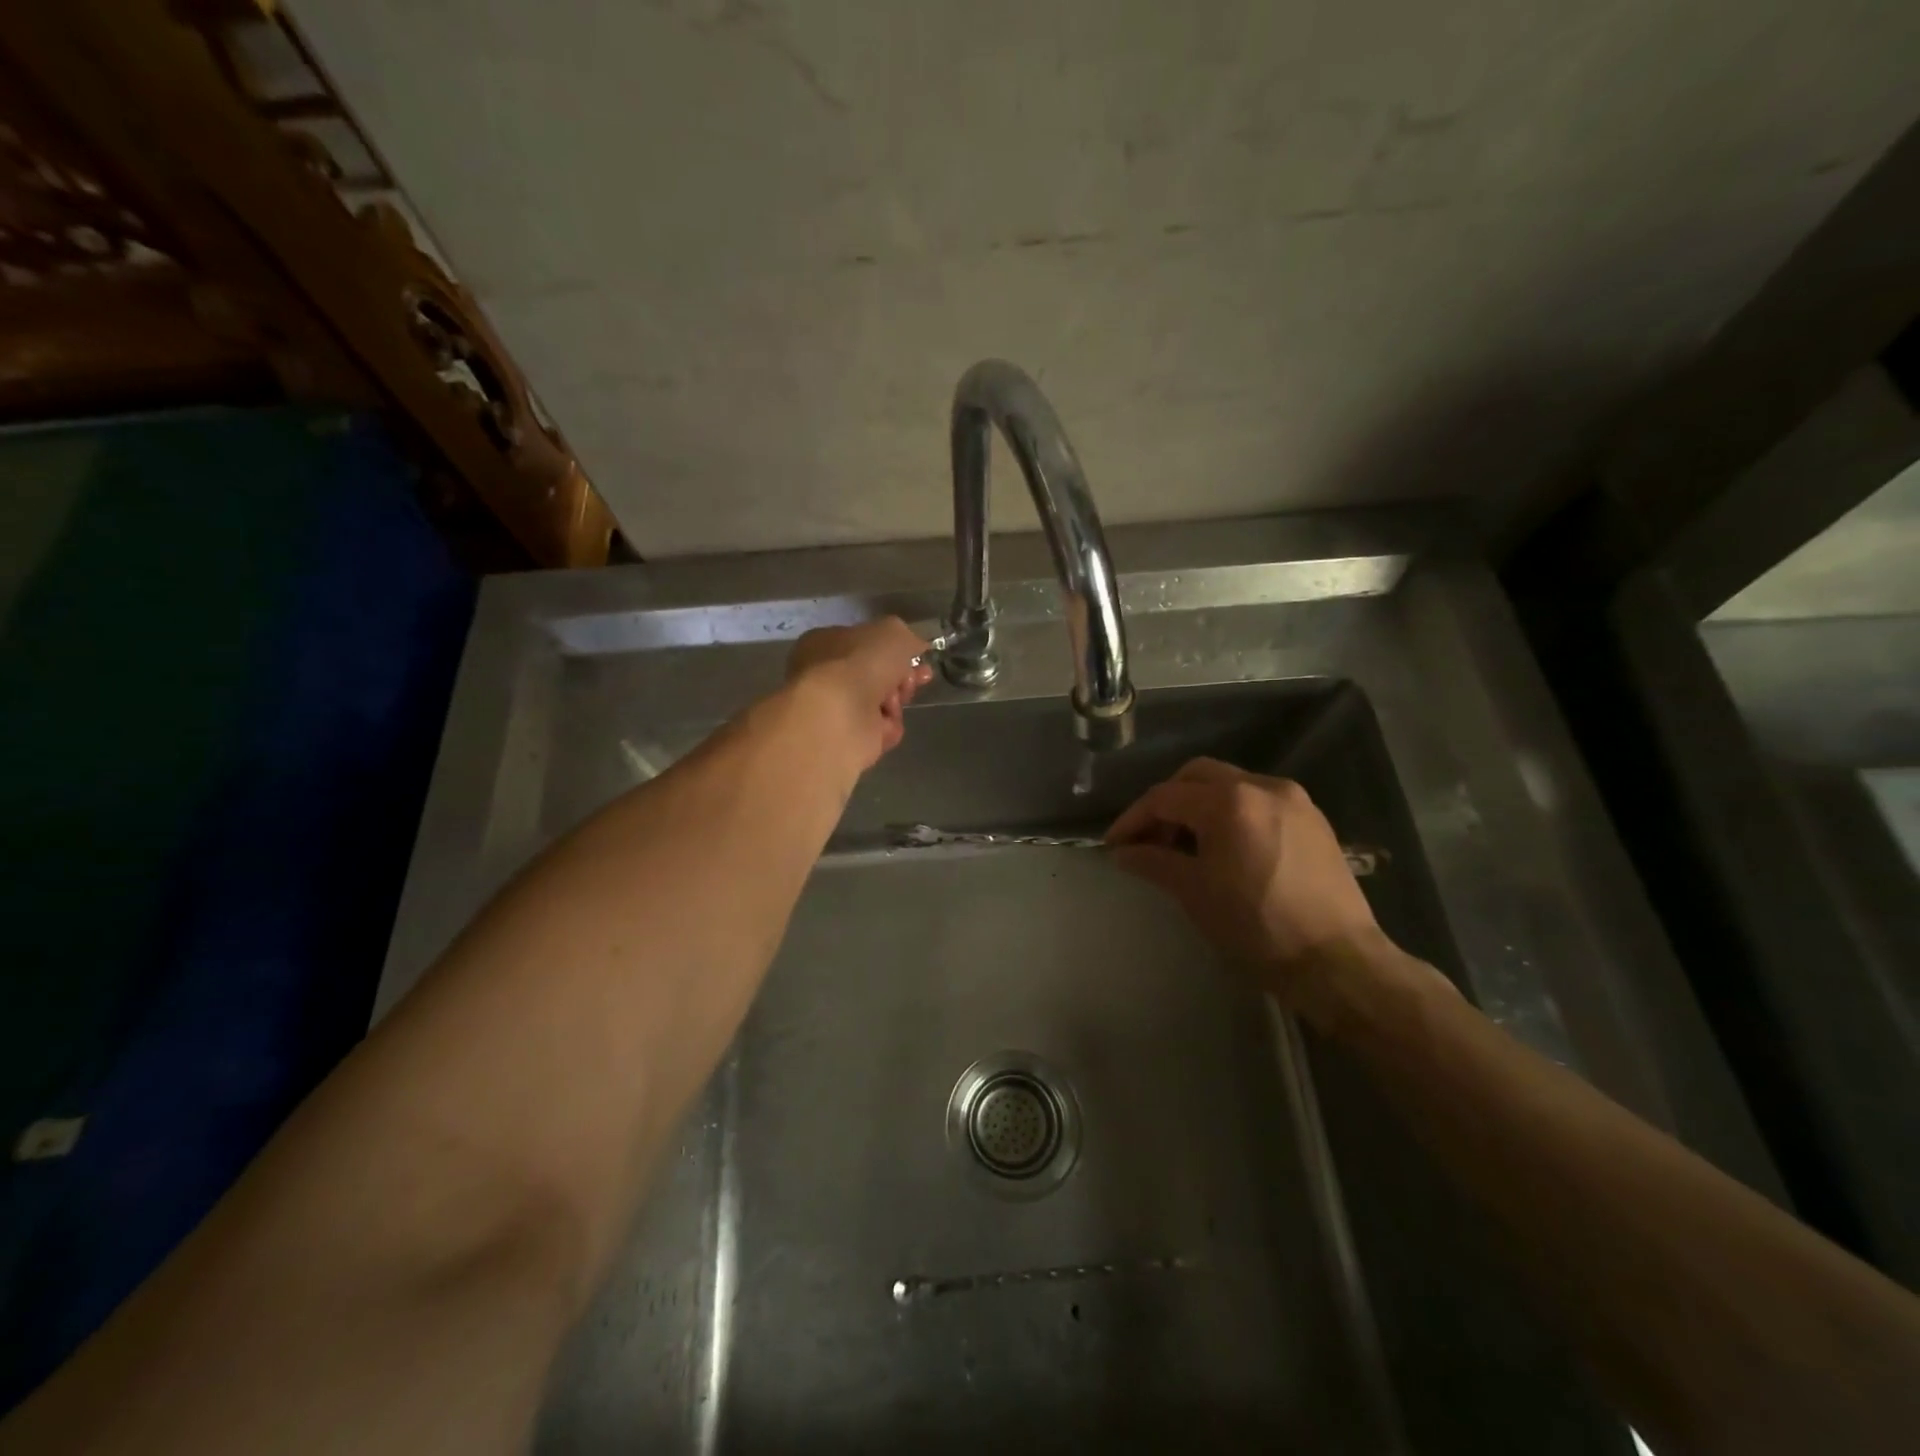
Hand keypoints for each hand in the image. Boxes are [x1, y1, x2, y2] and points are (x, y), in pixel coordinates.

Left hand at [786, 618, 934, 769]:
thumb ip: (907, 637)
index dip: (896, 650)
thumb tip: (915, 647)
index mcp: (827, 642)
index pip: (866, 643)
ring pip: (881, 703)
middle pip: (877, 675)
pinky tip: (884, 726)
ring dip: (895, 703)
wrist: (838, 716)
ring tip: (892, 705)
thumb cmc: (860, 664)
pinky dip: (887, 728)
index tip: (918, 657)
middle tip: (912, 682)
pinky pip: (879, 731)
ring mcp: (835, 708)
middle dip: (900, 678)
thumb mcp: (893, 633)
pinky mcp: (846, 738)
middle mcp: (827, 674)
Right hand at [1106, 758, 1390, 1014]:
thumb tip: (1122, 852)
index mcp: (1229, 802)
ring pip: (1230, 784)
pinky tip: (1225, 847)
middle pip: (1197, 776)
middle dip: (1166, 802)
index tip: (1114, 845)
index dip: (1133, 819)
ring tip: (1185, 845)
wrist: (1338, 961)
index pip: (1164, 797)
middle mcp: (1262, 786)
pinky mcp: (1313, 818)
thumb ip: (1153, 862)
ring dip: (1199, 805)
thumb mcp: (1194, 893)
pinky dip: (1231, 812)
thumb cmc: (1257, 928)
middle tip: (1149, 838)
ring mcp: (1293, 799)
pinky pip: (1258, 800)